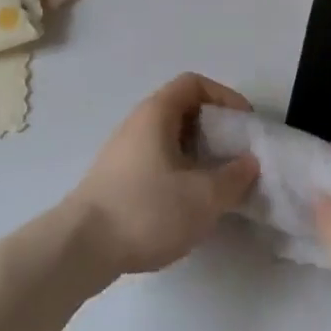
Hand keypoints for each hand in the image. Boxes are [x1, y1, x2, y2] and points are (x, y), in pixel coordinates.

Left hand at [62, 74, 260, 281]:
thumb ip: (233, 178)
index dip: (224, 96)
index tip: (244, 124)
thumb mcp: (202, 197)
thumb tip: (249, 163)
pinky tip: (187, 203)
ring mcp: (124, 150)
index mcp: (157, 112)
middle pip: (183, 110)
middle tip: (236, 155)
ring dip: (197, 153)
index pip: (194, 84)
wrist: (80, 247)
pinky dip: (179, 171)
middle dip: (214, 129)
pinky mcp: (116, 178)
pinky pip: (156, 159)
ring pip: (169, 138)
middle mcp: (138, 122)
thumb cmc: (146, 209)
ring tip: (217, 183)